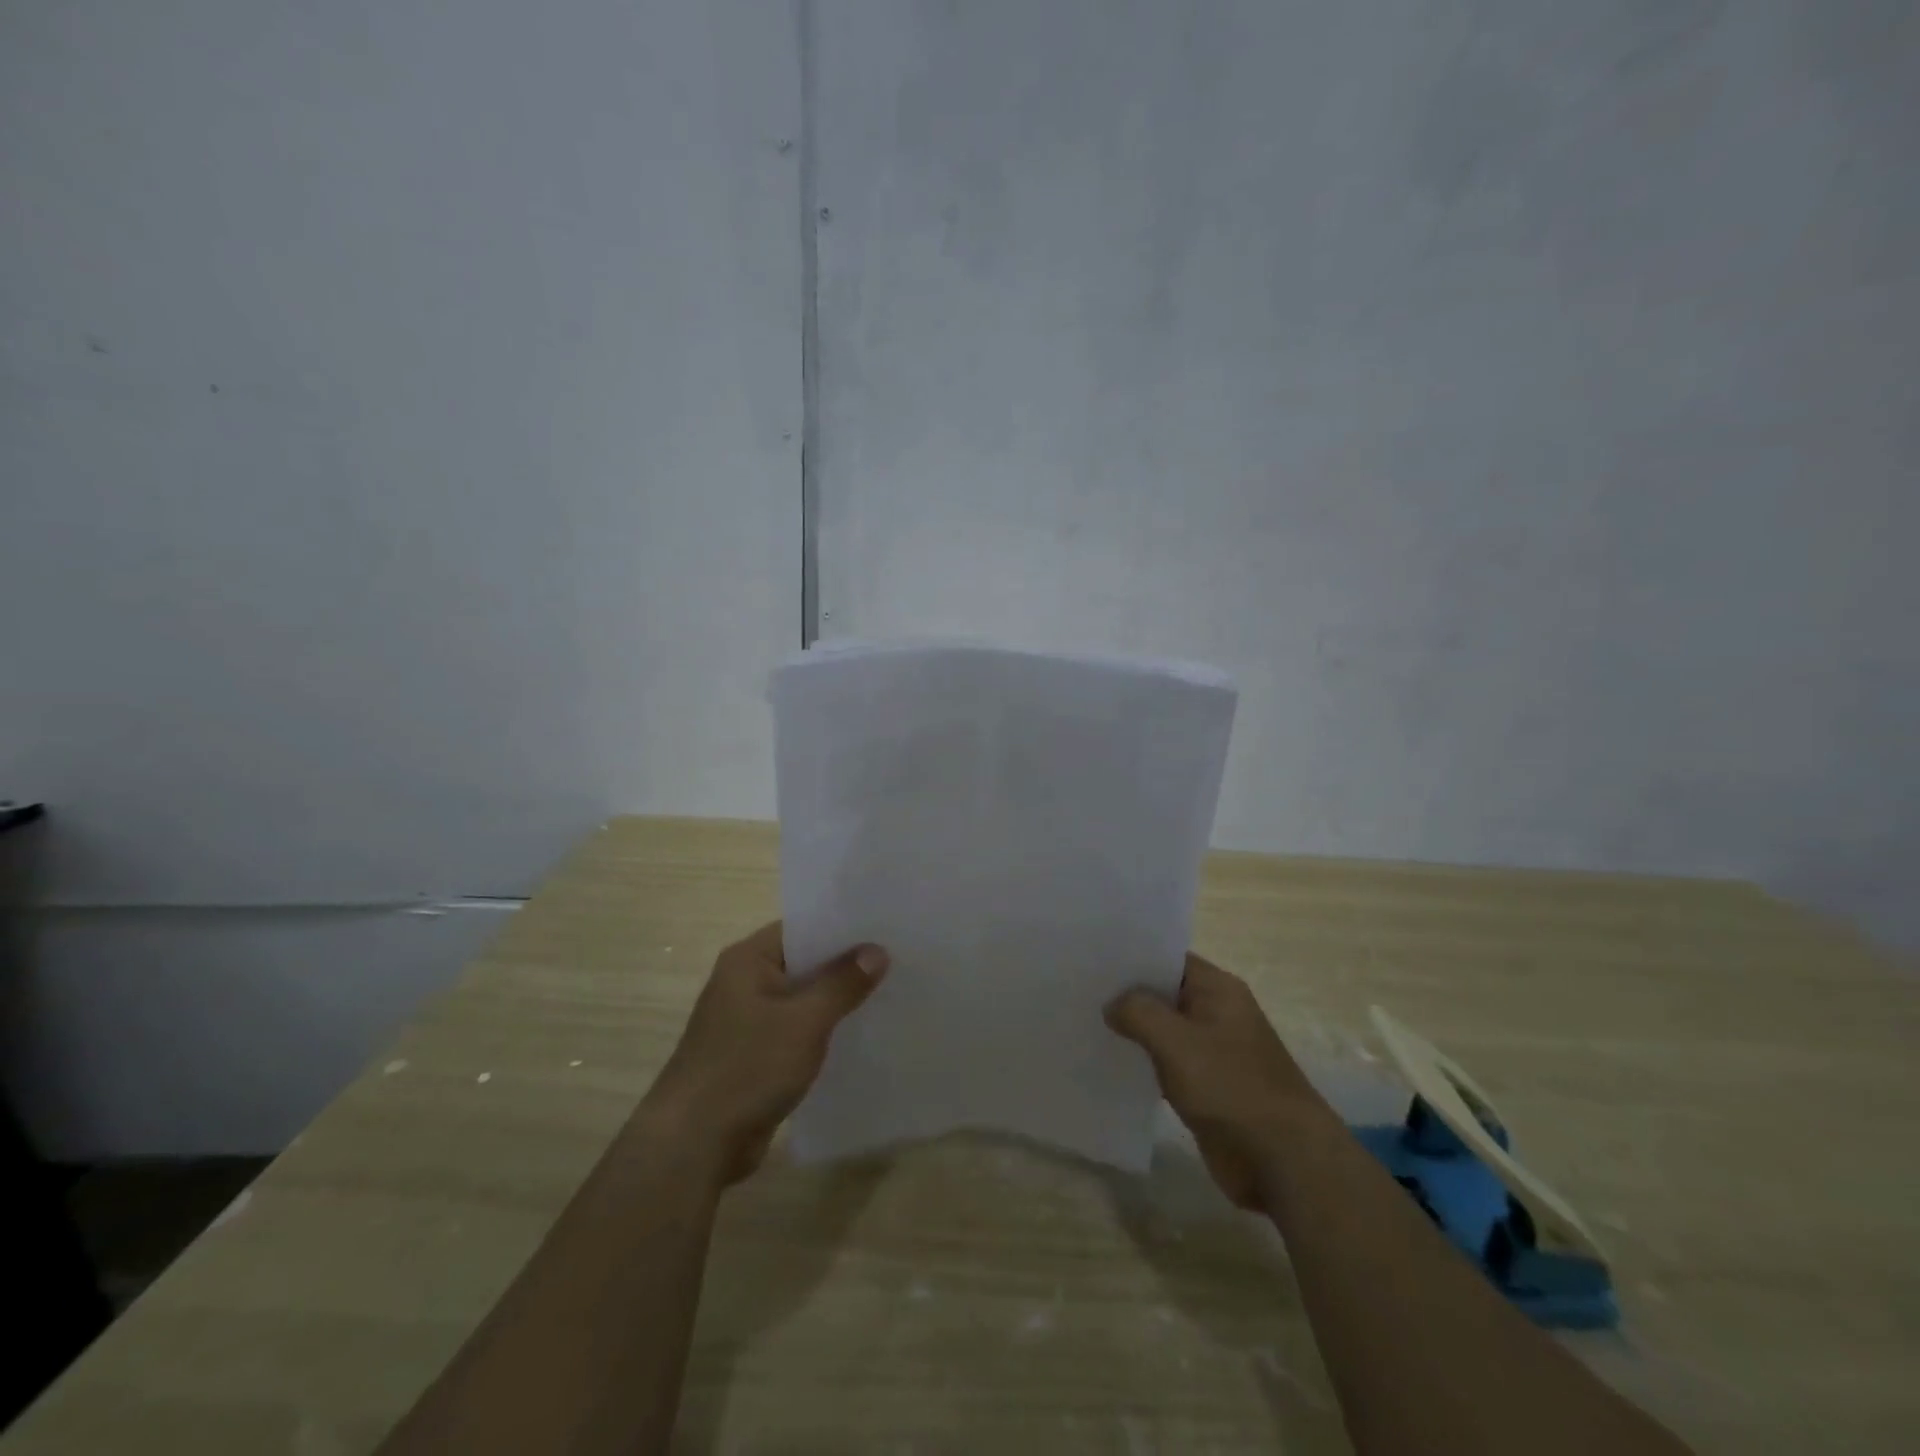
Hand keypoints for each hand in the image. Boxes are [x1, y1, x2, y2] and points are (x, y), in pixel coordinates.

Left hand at [632, 922, 887, 1186]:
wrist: (693, 1144)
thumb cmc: (747, 1067)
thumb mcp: (805, 1021)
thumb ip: (842, 983)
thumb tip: (877, 950)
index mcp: (748, 960)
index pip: (802, 927)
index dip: (842, 927)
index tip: (884, 928)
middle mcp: (744, 982)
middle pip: (804, 962)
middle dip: (846, 965)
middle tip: (897, 960)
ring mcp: (747, 1020)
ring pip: (802, 999)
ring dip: (836, 1001)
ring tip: (888, 994)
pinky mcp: (754, 1055)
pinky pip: (796, 1031)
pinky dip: (822, 1031)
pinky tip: (858, 1035)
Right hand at [1106, 954, 1329, 1208]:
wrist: (1283, 1160)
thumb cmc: (1231, 1086)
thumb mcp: (1176, 1041)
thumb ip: (1139, 1012)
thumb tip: (1112, 1004)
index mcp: (1218, 990)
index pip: (1168, 958)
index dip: (1133, 956)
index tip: (1092, 958)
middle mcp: (1216, 1013)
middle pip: (1164, 993)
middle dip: (1126, 993)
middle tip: (1078, 988)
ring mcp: (1212, 1051)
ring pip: (1164, 1030)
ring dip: (1133, 1030)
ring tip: (1085, 1021)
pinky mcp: (1207, 1087)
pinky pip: (1168, 1064)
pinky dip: (1144, 1062)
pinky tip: (1110, 1063)